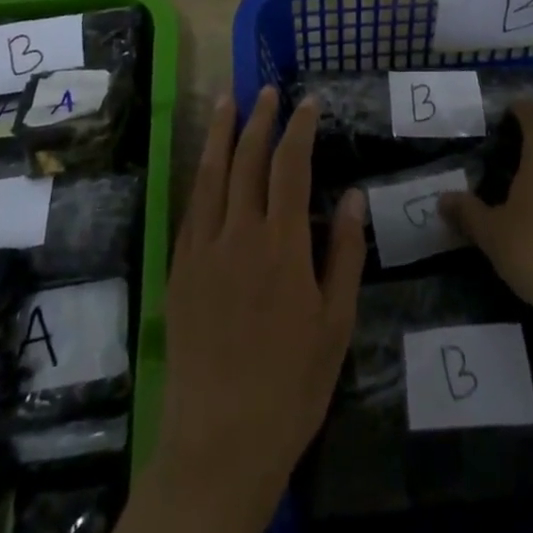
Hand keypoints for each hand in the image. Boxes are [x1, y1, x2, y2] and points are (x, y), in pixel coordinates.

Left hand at [129, 88, 366, 532]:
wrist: (219, 442)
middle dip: (259, 119)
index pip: (290, 167)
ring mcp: (203, 249)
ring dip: (220, 133)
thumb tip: (352, 195)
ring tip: (226, 100)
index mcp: (282, 245)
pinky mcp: (180, 269)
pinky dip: (200, 175)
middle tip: (266, 90)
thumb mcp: (335, 324)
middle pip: (247, 160)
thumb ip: (345, 254)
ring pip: (211, 174)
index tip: (307, 102)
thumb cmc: (290, 385)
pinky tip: (204, 163)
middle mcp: (239, 234)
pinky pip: (191, 207)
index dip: (299, 129)